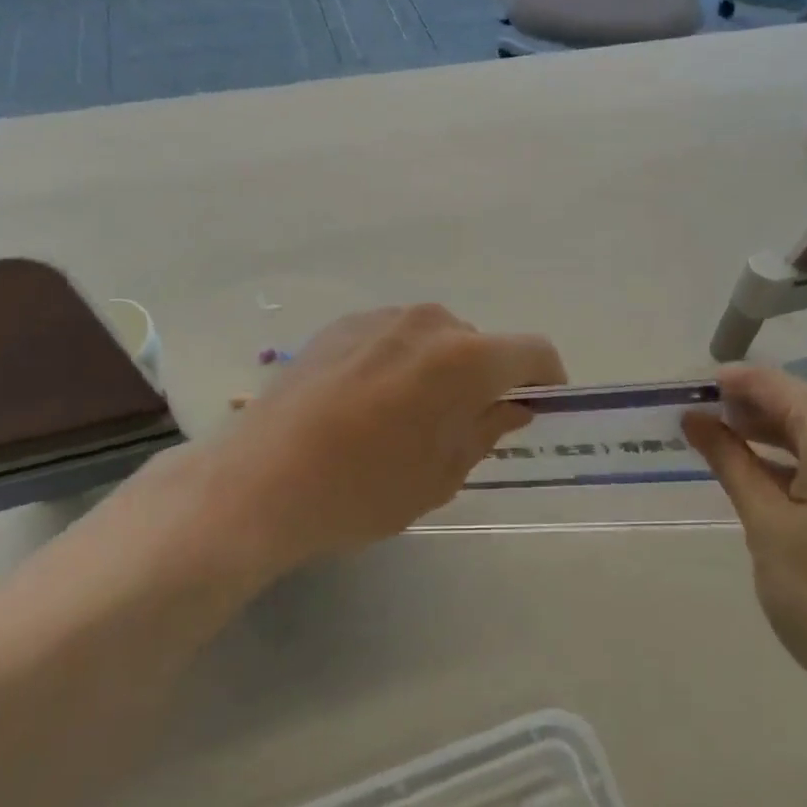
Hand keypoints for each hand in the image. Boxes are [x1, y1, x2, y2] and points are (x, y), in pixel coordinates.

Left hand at [188, 305, 564, 577]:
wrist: (260, 481)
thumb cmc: (365, 488)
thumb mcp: (442, 474)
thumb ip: (488, 430)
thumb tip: (513, 406)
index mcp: (465, 358)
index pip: (533, 351)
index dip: (547, 379)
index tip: (538, 409)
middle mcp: (429, 322)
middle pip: (482, 344)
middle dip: (487, 380)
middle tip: (463, 428)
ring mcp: (382, 317)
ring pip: (436, 339)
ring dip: (441, 369)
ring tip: (406, 417)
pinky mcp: (342, 324)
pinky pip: (394, 337)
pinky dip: (401, 362)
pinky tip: (367, 404)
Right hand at [683, 366, 806, 727]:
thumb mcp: (767, 526)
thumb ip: (730, 461)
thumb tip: (694, 418)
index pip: (773, 383)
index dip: (725, 385)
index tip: (683, 395)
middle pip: (798, 402)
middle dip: (746, 409)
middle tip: (694, 425)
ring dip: (770, 435)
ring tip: (720, 448)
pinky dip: (800, 459)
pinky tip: (766, 476)